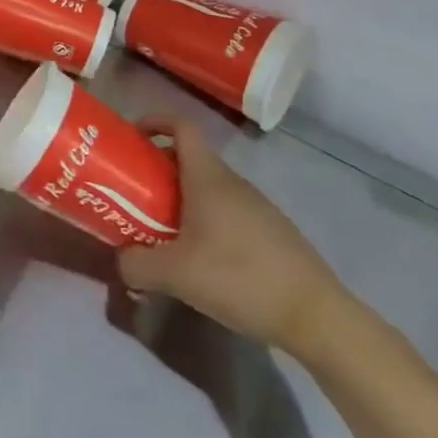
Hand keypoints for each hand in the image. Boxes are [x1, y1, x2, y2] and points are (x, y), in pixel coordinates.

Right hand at [117, 116, 349, 361]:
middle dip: (158, 171)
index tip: (132, 136)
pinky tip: (200, 260)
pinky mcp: (272, 233)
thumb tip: (121, 260)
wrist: (317, 317)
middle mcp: (233, 183)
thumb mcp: (176, 275)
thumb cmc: (240, 278)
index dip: (155, 121)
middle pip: (189, 159)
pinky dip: (205, 222)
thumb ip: (137, 264)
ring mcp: (257, 207)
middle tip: (134, 196)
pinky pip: (227, 213)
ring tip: (161, 233)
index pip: (181, 126)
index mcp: (209, 178)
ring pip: (208, 189)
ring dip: (181, 201)